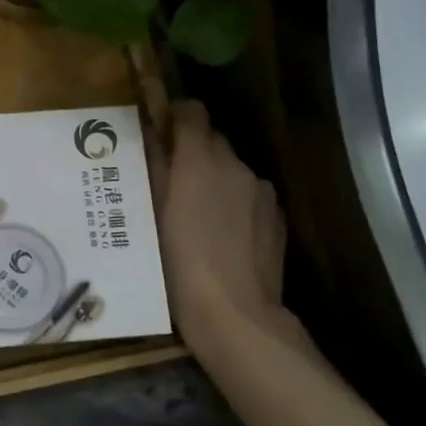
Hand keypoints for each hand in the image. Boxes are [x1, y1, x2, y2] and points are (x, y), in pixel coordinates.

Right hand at [153, 100, 303, 363]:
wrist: (234, 313)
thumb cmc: (178, 263)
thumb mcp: (151, 214)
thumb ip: (152, 167)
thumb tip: (149, 135)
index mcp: (200, 159)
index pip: (192, 111)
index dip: (175, 116)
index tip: (160, 133)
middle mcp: (235, 165)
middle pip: (212, 140)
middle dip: (192, 153)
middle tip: (170, 182)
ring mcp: (261, 191)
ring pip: (232, 170)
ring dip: (214, 179)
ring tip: (196, 215)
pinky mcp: (277, 217)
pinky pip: (249, 196)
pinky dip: (234, 203)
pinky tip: (222, 235)